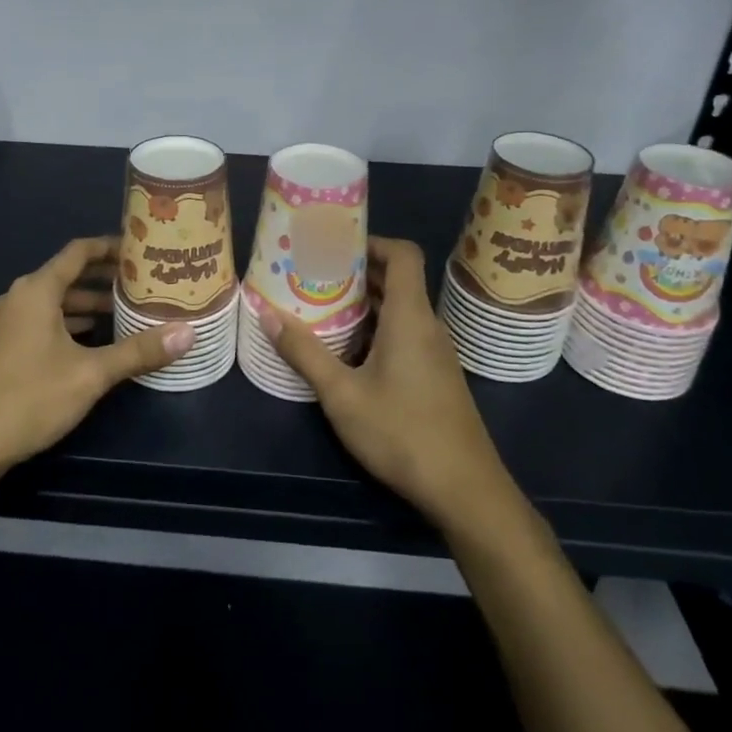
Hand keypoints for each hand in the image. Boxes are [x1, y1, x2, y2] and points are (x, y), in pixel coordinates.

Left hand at [0, 236, 194, 480]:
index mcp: (36, 291)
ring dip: (88, 304)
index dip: (110, 247)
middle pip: (67, 276)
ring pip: (55, 302)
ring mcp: (6, 324)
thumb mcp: (91, 374)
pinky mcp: (2, 347)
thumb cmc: (30, 398)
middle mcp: (18, 298)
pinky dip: (70, 323)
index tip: (142, 250)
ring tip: (127, 312)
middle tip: (144, 283)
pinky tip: (94, 342)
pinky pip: (42, 321)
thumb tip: (188, 333)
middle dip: (105, 279)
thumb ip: (138, 351)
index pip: (78, 252)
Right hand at [260, 237, 509, 530]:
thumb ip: (304, 352)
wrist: (465, 490)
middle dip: (356, 272)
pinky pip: (405, 334)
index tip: (334, 245)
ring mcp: (435, 352)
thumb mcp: (342, 394)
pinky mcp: (435, 376)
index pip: (403, 254)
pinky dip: (376, 329)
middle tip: (313, 274)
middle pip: (397, 280)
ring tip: (321, 306)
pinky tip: (346, 351)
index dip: (371, 241)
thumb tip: (266, 313)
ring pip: (400, 310)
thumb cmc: (402, 433)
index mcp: (410, 317)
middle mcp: (427, 326)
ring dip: (364, 304)